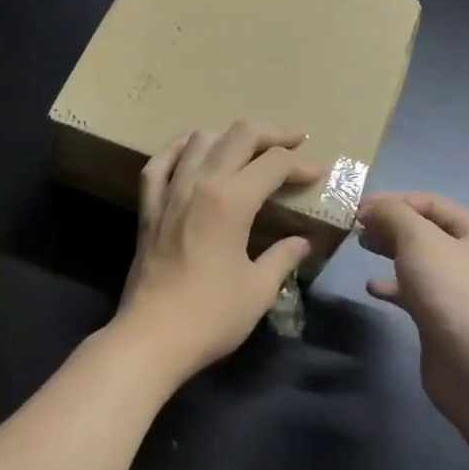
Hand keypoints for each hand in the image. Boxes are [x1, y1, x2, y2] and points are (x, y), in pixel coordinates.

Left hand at [115, 121, 323, 384]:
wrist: (152, 337)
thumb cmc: (211, 316)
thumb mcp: (259, 289)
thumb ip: (284, 257)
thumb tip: (304, 242)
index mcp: (231, 201)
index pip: (273, 164)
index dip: (301, 164)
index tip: (320, 172)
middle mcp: (200, 184)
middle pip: (239, 135)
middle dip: (272, 133)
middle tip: (295, 139)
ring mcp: (169, 192)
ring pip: (199, 140)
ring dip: (229, 136)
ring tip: (248, 148)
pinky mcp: (148, 207)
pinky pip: (159, 163)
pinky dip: (178, 148)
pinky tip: (191, 148)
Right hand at [356, 191, 468, 429]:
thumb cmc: (453, 292)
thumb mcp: (420, 240)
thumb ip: (393, 215)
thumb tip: (372, 207)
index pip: (430, 203)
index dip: (393, 200)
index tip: (357, 206)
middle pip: (424, 231)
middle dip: (390, 224)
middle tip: (355, 226)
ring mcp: (458, 290)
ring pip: (418, 262)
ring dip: (390, 251)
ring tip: (361, 246)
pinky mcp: (443, 319)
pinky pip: (414, 293)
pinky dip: (393, 286)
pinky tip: (372, 287)